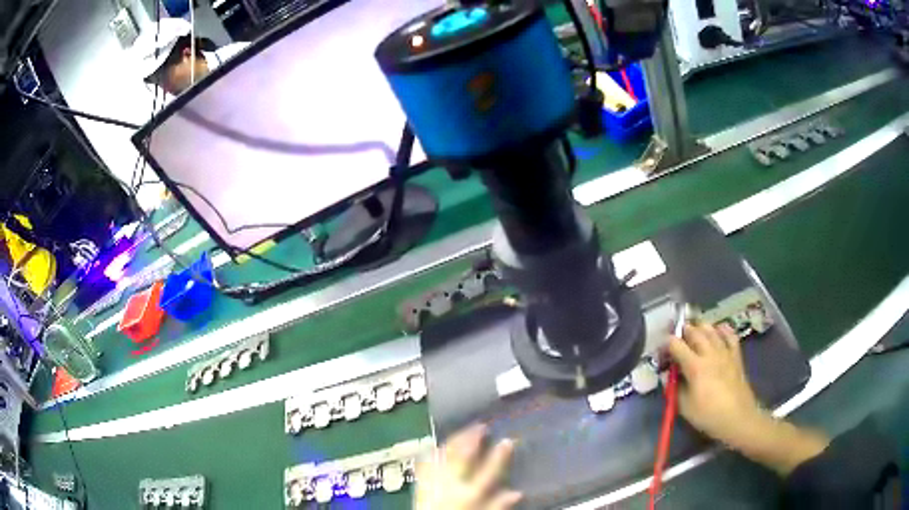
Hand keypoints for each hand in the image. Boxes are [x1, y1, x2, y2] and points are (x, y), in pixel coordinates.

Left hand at [415, 424, 521, 509]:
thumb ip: (498, 506)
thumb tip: (517, 493)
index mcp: (469, 495)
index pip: (489, 472)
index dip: (500, 455)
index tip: (509, 440)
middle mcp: (450, 486)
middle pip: (462, 457)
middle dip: (471, 439)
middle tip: (481, 425)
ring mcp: (433, 484)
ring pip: (442, 456)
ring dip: (452, 442)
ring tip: (462, 430)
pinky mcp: (421, 486)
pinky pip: (425, 464)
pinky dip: (432, 453)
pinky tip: (436, 447)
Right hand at [666, 322, 762, 445]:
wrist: (737, 418)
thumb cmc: (708, 415)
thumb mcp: (685, 407)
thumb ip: (675, 388)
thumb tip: (669, 376)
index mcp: (695, 367)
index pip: (677, 346)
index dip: (667, 344)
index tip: (663, 348)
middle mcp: (709, 354)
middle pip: (695, 332)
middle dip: (684, 330)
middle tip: (678, 334)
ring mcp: (725, 352)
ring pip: (712, 330)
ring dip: (701, 327)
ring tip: (695, 329)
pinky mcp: (736, 355)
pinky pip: (730, 335)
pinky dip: (723, 329)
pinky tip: (719, 330)